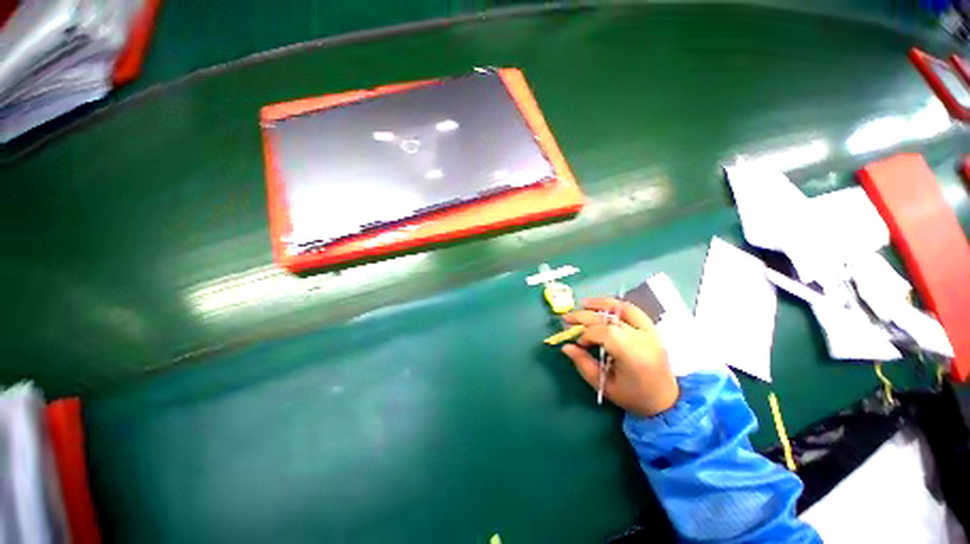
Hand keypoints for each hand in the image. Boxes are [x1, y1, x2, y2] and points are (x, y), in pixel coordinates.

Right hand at [561, 298, 677, 416]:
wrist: (667, 400)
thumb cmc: (633, 397)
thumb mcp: (605, 386)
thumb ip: (584, 364)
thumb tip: (566, 346)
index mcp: (634, 357)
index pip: (606, 333)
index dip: (587, 334)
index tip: (579, 343)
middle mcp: (644, 339)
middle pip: (610, 318)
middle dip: (585, 316)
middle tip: (567, 318)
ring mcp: (650, 331)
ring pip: (623, 308)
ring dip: (600, 304)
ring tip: (582, 304)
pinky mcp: (652, 328)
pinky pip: (632, 310)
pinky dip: (615, 305)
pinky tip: (601, 306)